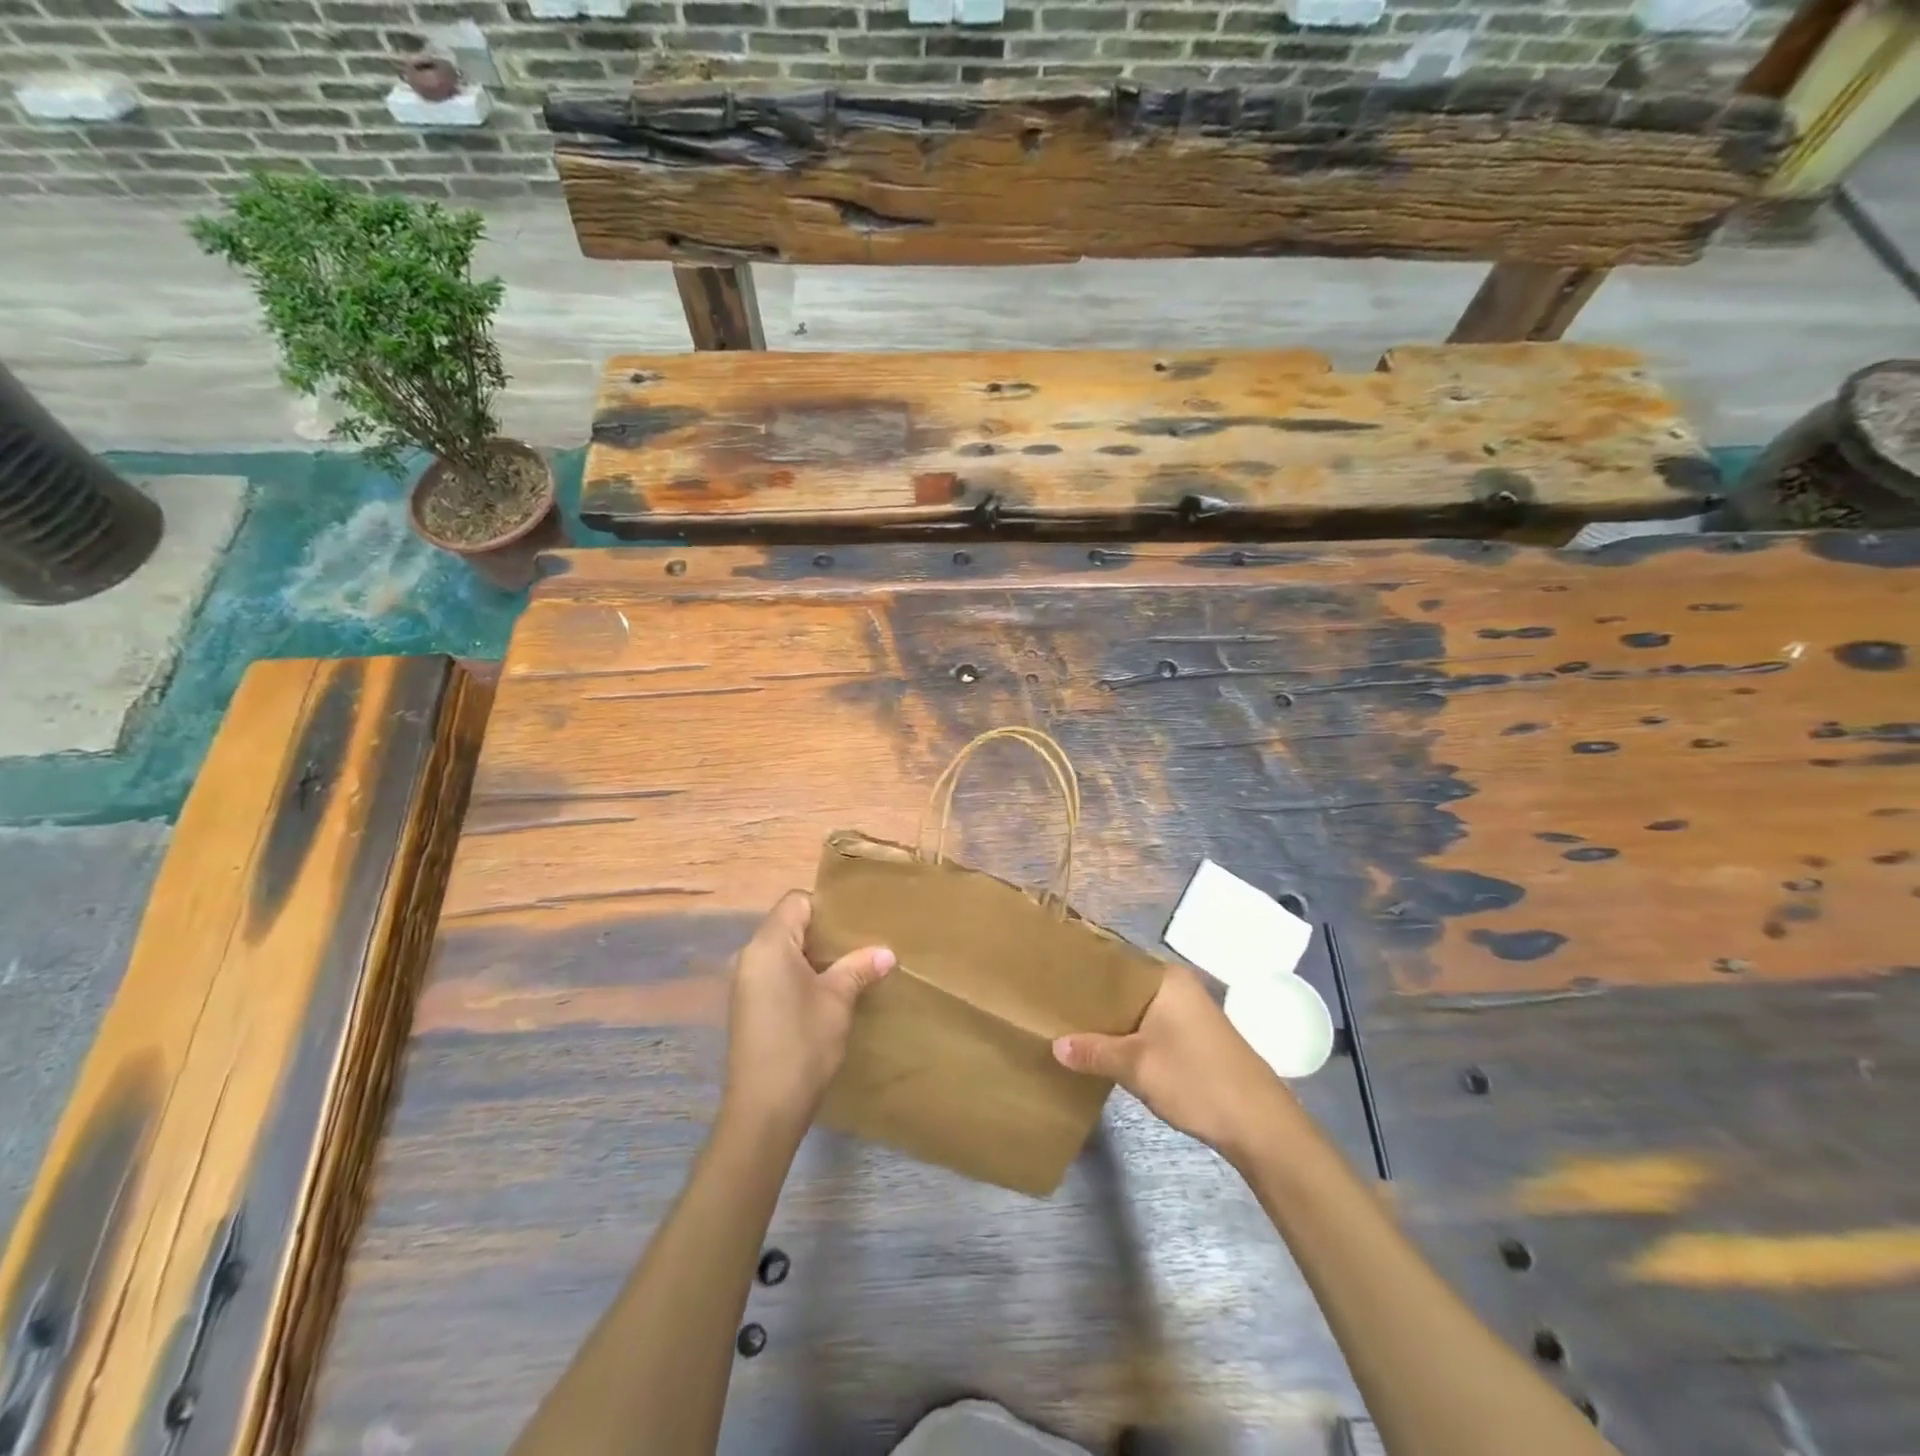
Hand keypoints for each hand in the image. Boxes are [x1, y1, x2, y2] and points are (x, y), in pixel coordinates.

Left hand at [722, 891, 893, 1135]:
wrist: (764, 1108)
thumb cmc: (802, 1042)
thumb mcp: (838, 1000)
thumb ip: (859, 968)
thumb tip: (887, 953)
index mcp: (769, 944)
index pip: (796, 901)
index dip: (825, 906)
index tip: (855, 922)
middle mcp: (750, 956)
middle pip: (787, 924)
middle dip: (822, 932)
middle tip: (859, 942)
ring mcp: (744, 983)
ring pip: (781, 951)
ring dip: (811, 956)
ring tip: (847, 967)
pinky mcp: (746, 1006)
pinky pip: (774, 973)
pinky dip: (798, 975)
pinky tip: (823, 994)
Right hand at [1052, 962, 1299, 1163]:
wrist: (1259, 1124)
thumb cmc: (1196, 1079)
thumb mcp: (1137, 1066)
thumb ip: (1094, 1052)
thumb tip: (1055, 1046)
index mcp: (1166, 977)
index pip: (1114, 961)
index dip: (1083, 970)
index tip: (1051, 978)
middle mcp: (1177, 986)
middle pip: (1123, 986)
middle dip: (1093, 999)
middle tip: (1051, 1004)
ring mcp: (1187, 1012)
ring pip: (1136, 1008)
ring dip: (1109, 1020)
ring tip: (1068, 1025)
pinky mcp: (1192, 1037)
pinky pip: (1149, 1025)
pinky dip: (1127, 1034)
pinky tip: (1103, 1048)